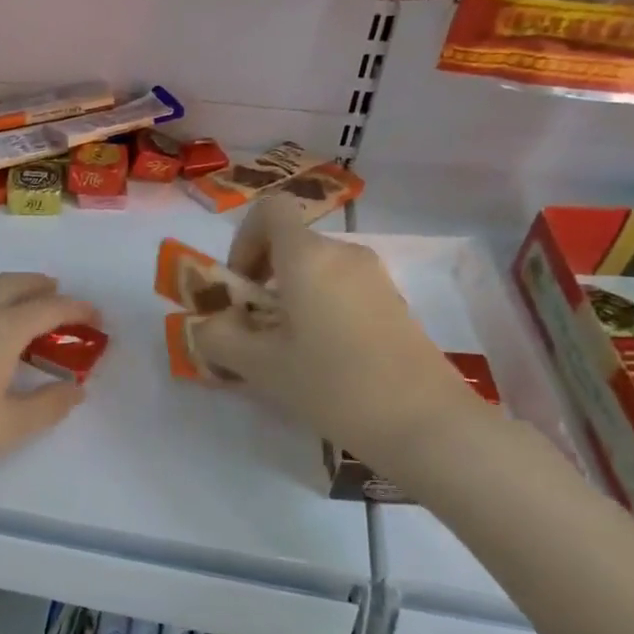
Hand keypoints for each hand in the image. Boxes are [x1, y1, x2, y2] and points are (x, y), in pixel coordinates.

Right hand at [195, 196, 487, 466]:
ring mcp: (374, 277)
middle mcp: (344, 254)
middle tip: (254, 329)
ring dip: (289, 297)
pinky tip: (322, 358)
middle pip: (291, 244)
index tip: (240, 287)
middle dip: (262, 278)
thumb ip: (219, 339)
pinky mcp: (393, 303)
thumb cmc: (333, 385)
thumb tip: (207, 326)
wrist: (425, 423)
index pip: (269, 210)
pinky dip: (319, 308)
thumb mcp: (260, 366)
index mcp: (308, 256)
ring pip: (316, 270)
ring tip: (285, 350)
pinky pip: (341, 289)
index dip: (243, 240)